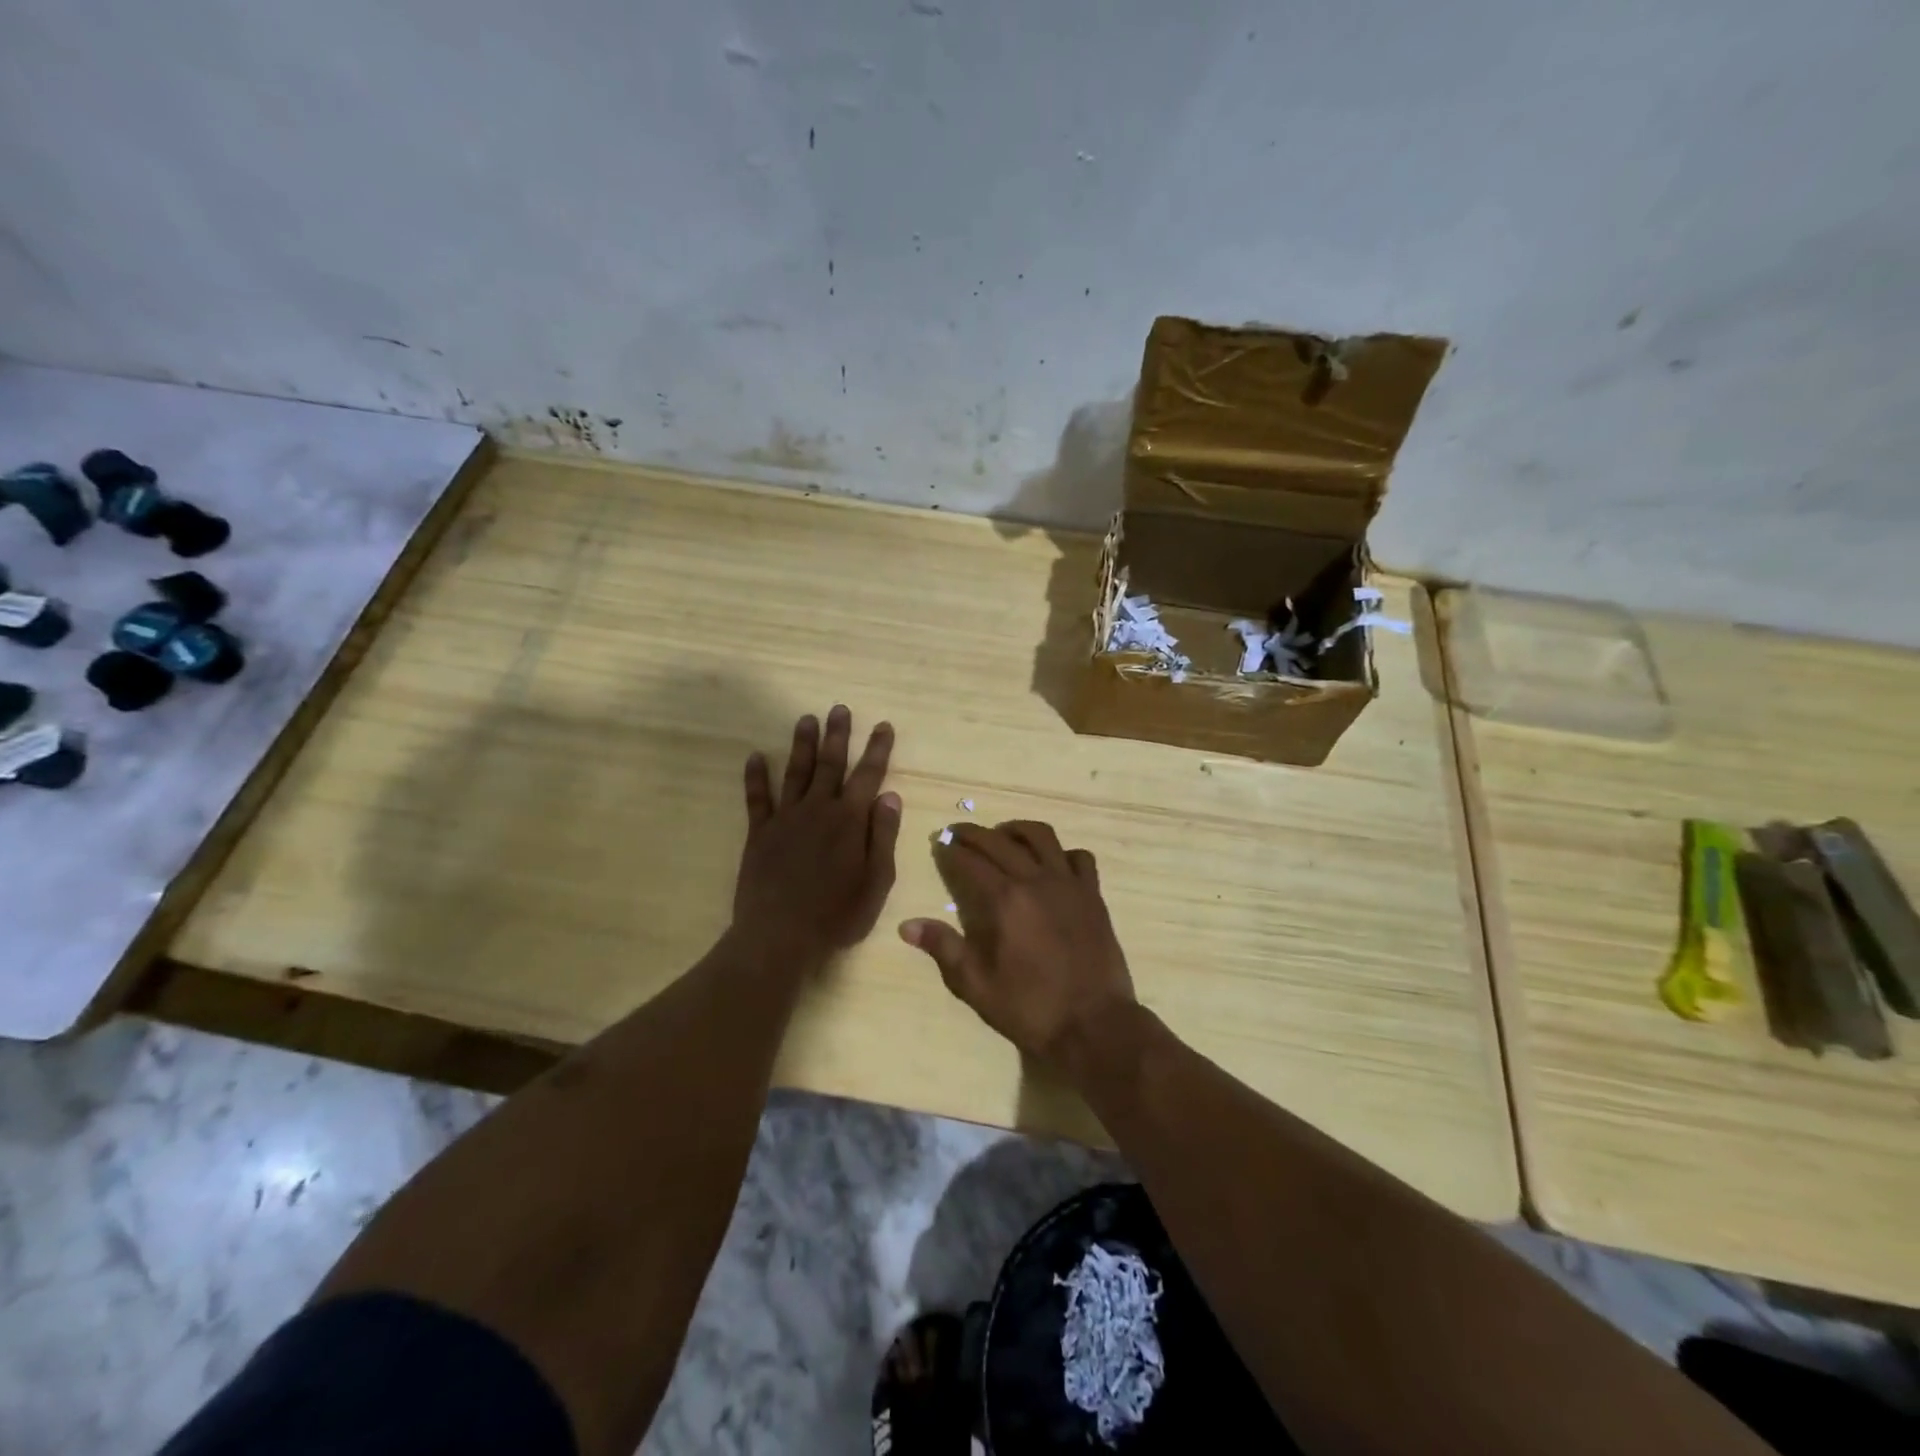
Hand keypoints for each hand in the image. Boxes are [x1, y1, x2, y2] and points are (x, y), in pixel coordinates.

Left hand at [733, 706, 900, 966]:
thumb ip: (884, 836)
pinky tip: (754, 757)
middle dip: (838, 735)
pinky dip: (755, 776)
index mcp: (850, 820)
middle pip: (830, 764)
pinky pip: (757, 798)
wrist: (779, 936)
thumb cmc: (837, 914)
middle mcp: (818, 809)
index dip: (878, 749)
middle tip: (839, 708)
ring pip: (796, 772)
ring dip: (802, 744)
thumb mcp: (877, 881)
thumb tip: (890, 796)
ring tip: (806, 719)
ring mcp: (786, 818)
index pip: (868, 775)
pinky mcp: (760, 833)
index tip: (883, 725)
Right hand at [899, 821, 1136, 1069]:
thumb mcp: (976, 985)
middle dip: (974, 833)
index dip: (950, 850)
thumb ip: (944, 948)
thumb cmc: (1030, 1008)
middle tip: (957, 833)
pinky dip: (1062, 852)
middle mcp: (1036, 881)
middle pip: (1000, 841)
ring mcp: (1069, 884)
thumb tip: (907, 925)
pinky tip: (1051, 863)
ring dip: (1017, 830)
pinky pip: (1079, 857)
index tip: (938, 843)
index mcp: (1004, 900)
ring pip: (1042, 837)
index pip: (970, 861)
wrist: (1093, 1024)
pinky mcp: (1093, 895)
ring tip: (1002, 836)